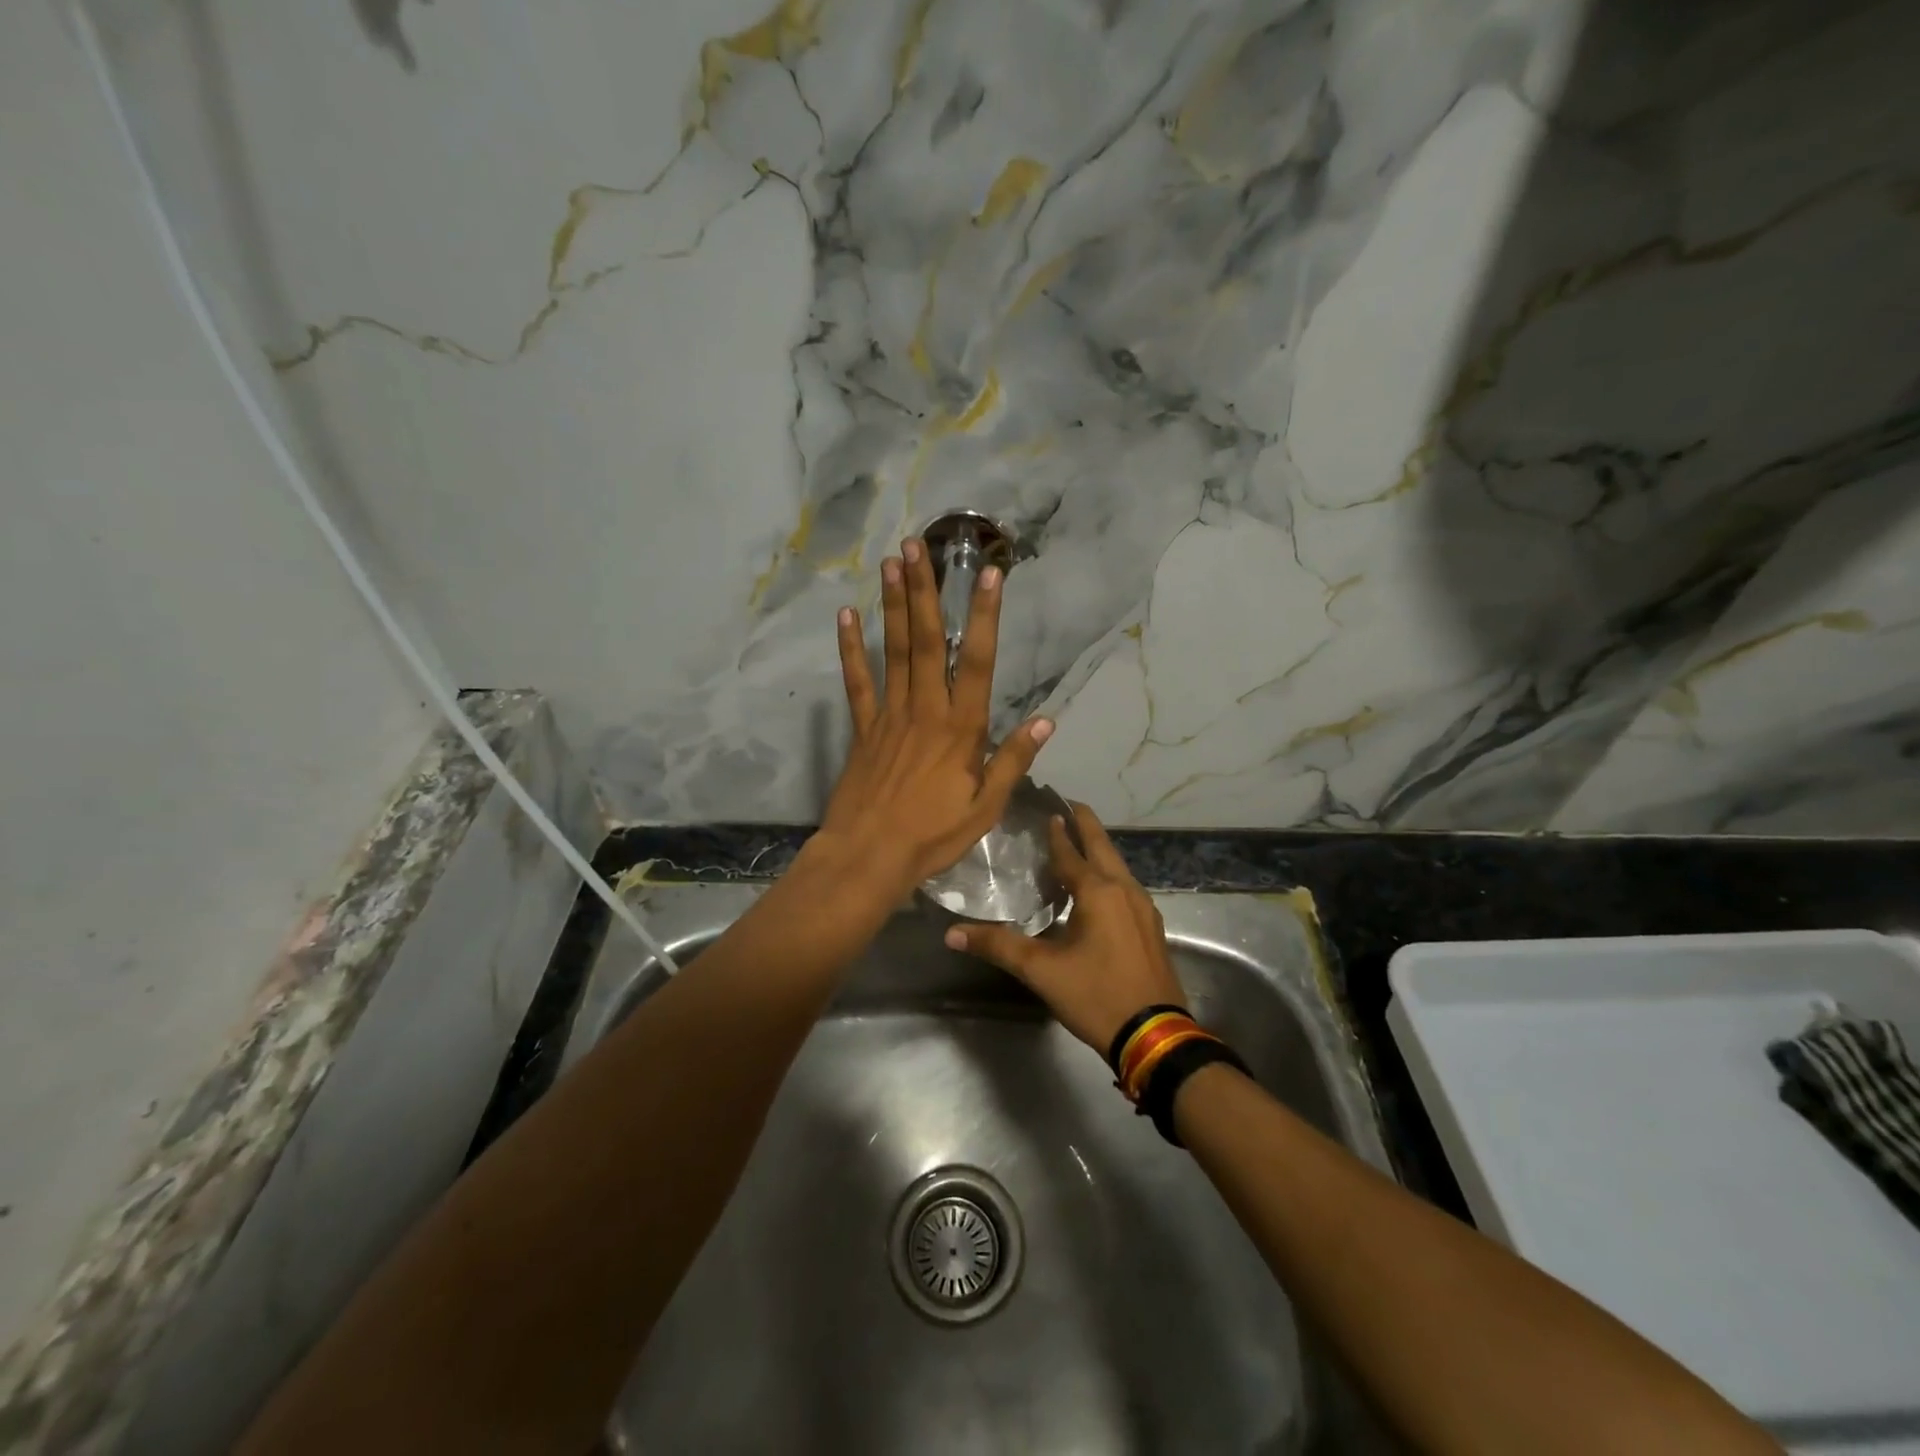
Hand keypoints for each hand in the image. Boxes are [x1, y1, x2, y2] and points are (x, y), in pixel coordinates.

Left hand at [816, 537, 1053, 902]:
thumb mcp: (986, 808)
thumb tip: (1047, 720)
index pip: (978, 662)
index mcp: (961, 729)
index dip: (984, 616)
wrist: (869, 857)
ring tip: (891, 563)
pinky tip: (846, 616)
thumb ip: (1012, 761)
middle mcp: (925, 710)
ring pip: (893, 652)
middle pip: (927, 642)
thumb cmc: (933, 836)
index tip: (987, 574)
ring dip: (893, 606)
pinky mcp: (863, 729)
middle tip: (917, 546)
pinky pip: (857, 683)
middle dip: (925, 592)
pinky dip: (851, 649)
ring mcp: (889, 716)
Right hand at [944, 803, 1183, 1052]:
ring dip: (1099, 849)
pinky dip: (1109, 873)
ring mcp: (1144, 908)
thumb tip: (952, 933)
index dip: (1057, 832)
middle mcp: (1124, 890)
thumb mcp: (1041, 971)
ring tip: (1079, 841)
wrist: (1155, 1035)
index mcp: (1098, 892)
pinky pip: (1126, 886)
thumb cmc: (1097, 995)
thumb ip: (998, 946)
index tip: (1048, 809)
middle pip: (1102, 846)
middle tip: (1068, 806)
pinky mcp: (1151, 927)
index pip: (1070, 852)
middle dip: (1086, 824)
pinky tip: (1100, 887)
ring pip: (1118, 865)